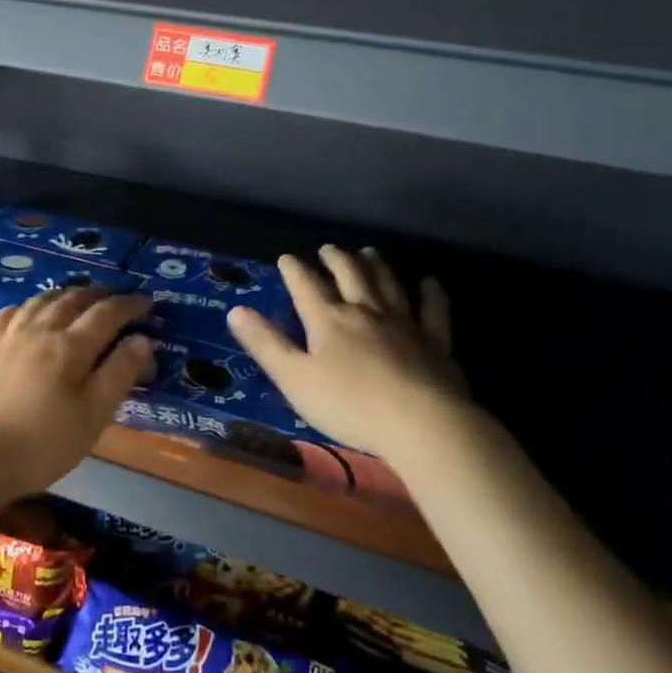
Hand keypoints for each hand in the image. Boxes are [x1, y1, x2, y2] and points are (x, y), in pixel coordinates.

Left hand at [0, 286, 153, 504]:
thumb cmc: (40, 444)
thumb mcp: (92, 417)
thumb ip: (119, 375)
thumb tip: (142, 340)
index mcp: (71, 346)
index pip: (108, 313)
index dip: (131, 305)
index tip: (148, 304)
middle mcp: (41, 328)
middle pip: (75, 299)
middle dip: (101, 295)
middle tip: (117, 299)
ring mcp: (9, 334)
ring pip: (43, 299)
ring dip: (68, 294)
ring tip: (80, 299)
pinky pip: (13, 310)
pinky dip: (32, 304)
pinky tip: (33, 312)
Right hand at [226, 245, 468, 460]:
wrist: (421, 423)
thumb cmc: (349, 405)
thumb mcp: (295, 379)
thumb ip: (266, 345)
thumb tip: (236, 310)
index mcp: (328, 320)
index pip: (305, 285)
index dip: (294, 270)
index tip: (286, 258)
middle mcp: (365, 310)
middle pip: (349, 275)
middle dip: (335, 259)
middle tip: (327, 249)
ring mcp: (404, 322)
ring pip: (387, 283)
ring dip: (375, 265)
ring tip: (368, 252)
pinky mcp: (436, 340)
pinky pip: (434, 309)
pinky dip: (431, 293)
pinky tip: (430, 283)